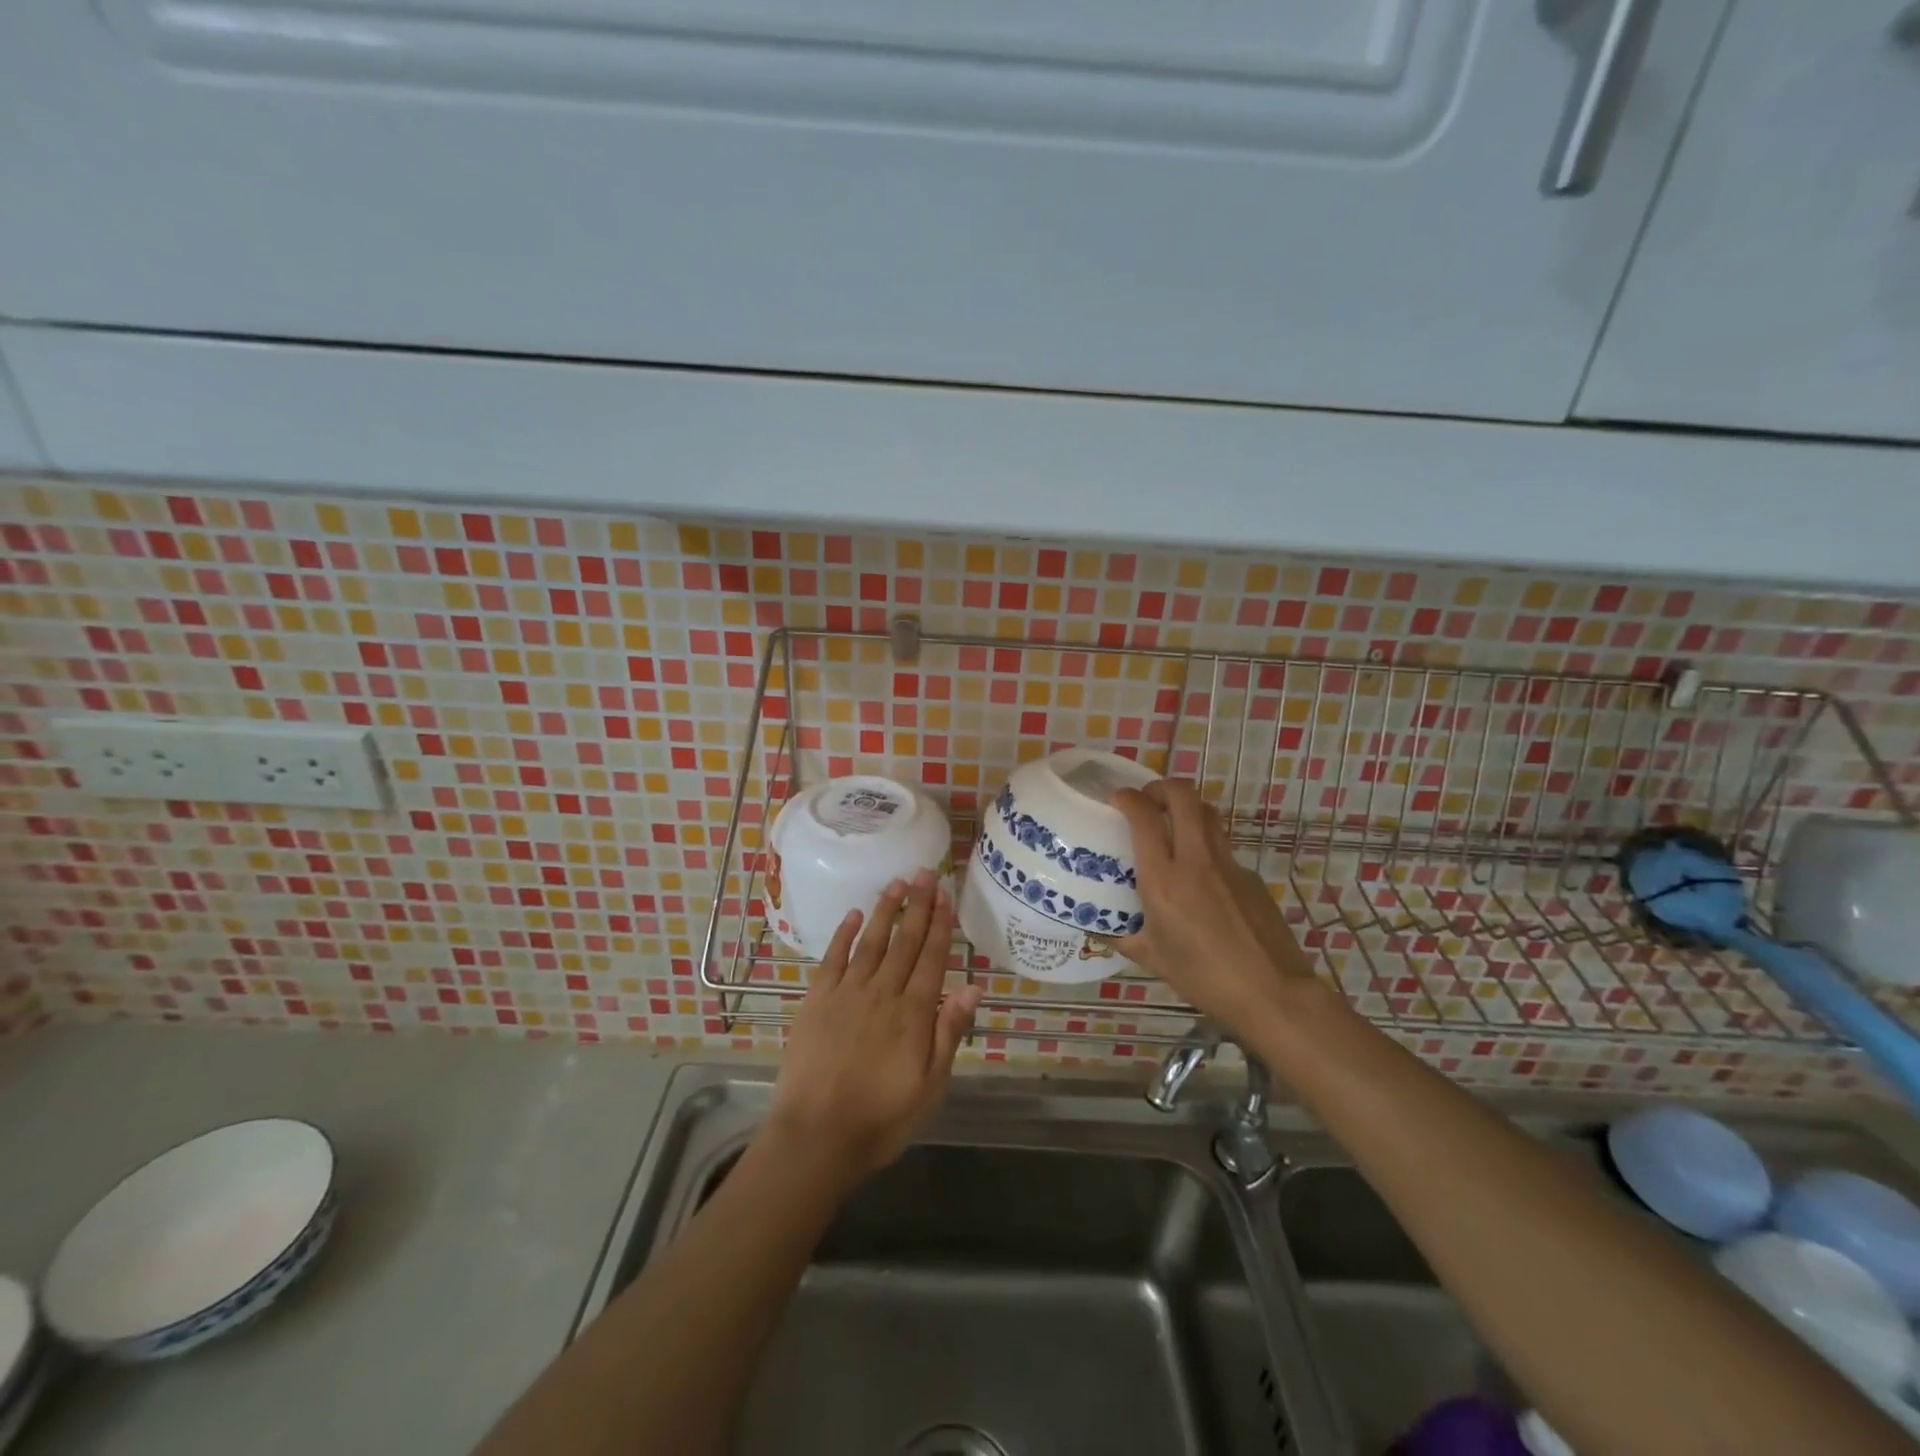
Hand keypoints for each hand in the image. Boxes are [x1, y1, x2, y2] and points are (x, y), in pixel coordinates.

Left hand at [767, 870, 983, 1180]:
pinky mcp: (817, 1000)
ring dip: (886, 910)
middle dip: (917, 905)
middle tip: (925, 873)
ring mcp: (847, 992)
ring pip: (872, 941)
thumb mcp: (931, 1086)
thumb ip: (950, 1032)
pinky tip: (855, 914)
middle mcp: (883, 992)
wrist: (816, 1136)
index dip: (940, 925)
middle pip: (905, 941)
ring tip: (897, 883)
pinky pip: (834, 958)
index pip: (932, 958)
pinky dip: (845, 934)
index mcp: (914, 1013)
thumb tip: (973, 988)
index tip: (945, 895)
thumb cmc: (882, 1118)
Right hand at [1115, 780, 1316, 1035]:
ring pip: (1208, 814)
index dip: (1127, 798)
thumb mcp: (1152, 959)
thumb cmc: (1203, 977)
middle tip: (1147, 800)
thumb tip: (1099, 929)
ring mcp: (1229, 865)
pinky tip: (1202, 879)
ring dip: (1187, 808)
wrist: (1272, 992)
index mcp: (1164, 879)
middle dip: (1161, 787)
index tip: (1116, 800)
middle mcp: (1196, 860)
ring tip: (1172, 825)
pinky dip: (1206, 847)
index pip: (1144, 817)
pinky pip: (1223, 848)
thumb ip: (1122, 938)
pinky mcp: (1251, 876)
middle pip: (1183, 796)